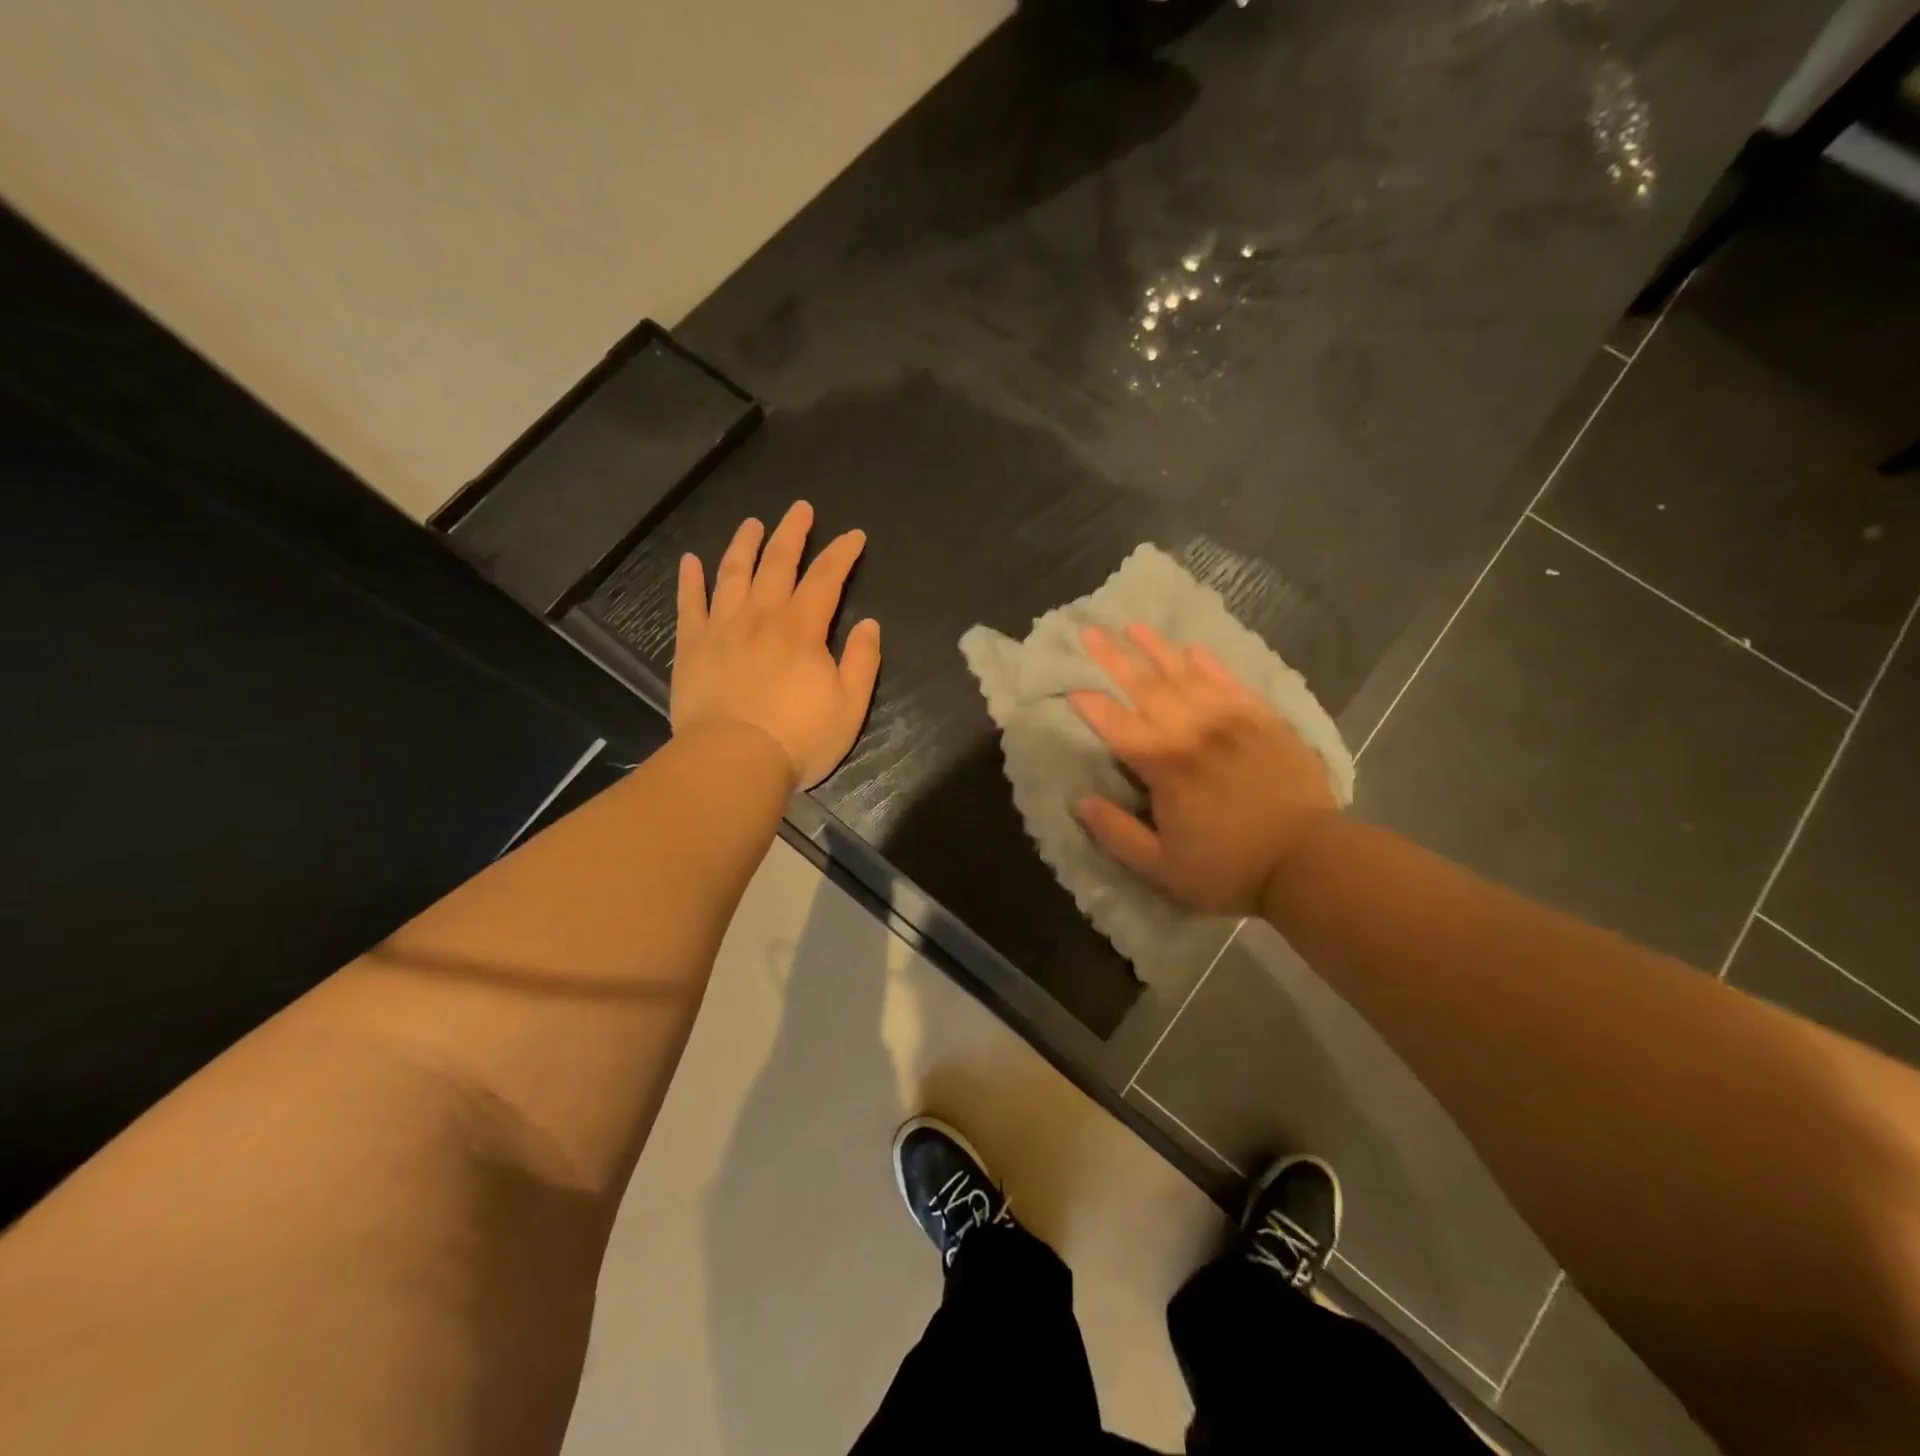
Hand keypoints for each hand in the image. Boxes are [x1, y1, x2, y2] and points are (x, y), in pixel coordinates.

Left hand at [672, 502, 880, 789]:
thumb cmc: (798, 738)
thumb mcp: (849, 707)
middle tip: (801, 509)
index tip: (854, 536)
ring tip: (752, 523)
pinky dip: (690, 580)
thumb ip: (862, 662)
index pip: (826, 579)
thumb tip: (869, 624)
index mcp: (802, 629)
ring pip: (733, 574)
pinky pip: (689, 604)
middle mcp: (761, 617)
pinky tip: (690, 561)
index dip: (841, 554)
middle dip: (792, 533)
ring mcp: (722, 629)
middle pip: (777, 563)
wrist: (732, 761)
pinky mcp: (692, 647)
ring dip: (744, 545)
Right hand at [1068, 624, 1337, 916]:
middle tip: (1090, 632)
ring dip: (1156, 648)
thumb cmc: (1229, 869)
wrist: (1309, 862)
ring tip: (1133, 627)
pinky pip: (1230, 681)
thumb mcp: (1162, 868)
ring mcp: (1231, 720)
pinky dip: (1208, 663)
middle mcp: (1193, 731)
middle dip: (1114, 658)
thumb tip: (1080, 802)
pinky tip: (1192, 649)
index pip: (1116, 725)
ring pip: (1186, 674)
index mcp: (1164, 766)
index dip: (1090, 705)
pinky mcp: (1263, 719)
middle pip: (1145, 687)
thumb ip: (1116, 834)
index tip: (1070, 686)